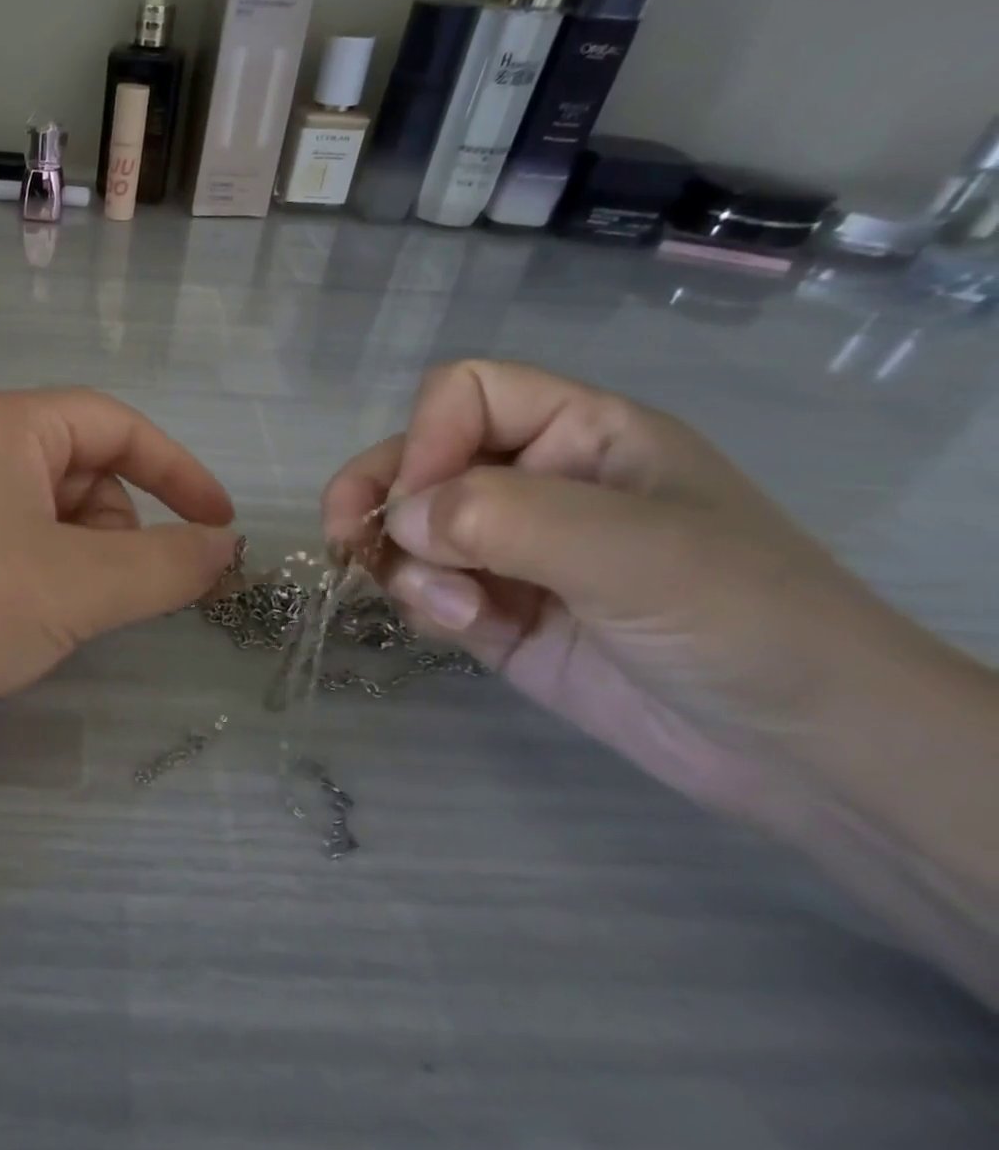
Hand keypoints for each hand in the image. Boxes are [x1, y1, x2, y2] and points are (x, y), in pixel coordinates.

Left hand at [0, 388, 238, 745]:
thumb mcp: (80, 582)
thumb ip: (168, 564)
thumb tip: (228, 549)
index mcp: (6, 425)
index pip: (116, 425)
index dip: (177, 471)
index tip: (219, 526)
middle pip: (86, 474)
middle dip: (116, 534)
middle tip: (104, 592)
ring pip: (54, 523)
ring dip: (80, 568)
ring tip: (53, 617)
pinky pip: (19, 555)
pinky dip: (43, 586)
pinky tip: (21, 629)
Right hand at [321, 360, 959, 817]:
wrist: (801, 754)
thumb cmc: (743, 621)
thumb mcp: (635, 551)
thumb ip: (505, 517)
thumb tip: (399, 519)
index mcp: (579, 435)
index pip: (466, 395)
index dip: (428, 436)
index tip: (422, 501)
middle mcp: (534, 482)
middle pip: (416, 460)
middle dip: (379, 499)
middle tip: (348, 543)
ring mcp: (508, 551)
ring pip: (407, 530)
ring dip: (407, 567)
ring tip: (453, 613)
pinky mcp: (491, 611)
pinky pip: (422, 588)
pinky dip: (423, 606)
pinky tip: (465, 631)